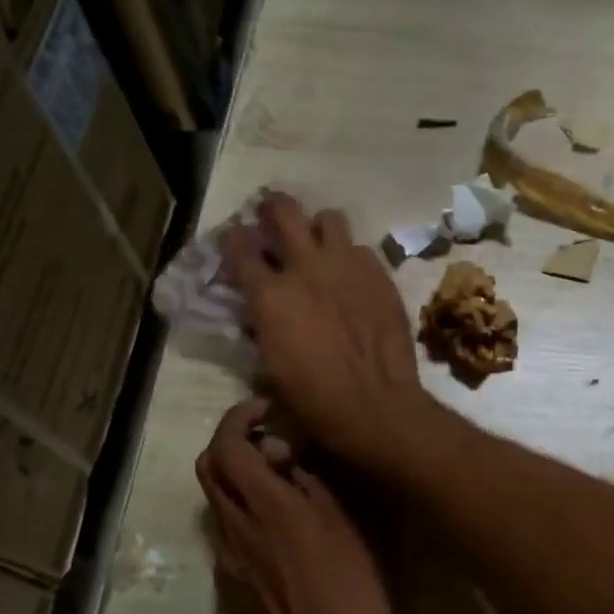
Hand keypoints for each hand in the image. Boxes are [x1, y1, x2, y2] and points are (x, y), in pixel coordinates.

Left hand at [196, 398, 393, 613]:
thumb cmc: (350, 588)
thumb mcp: (344, 524)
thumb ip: (309, 483)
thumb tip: (285, 458)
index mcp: (266, 508)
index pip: (226, 446)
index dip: (238, 417)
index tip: (266, 409)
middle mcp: (235, 527)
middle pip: (208, 468)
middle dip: (231, 441)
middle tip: (271, 440)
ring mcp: (229, 557)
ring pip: (216, 499)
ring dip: (237, 475)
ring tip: (281, 478)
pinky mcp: (233, 580)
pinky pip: (227, 529)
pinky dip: (244, 507)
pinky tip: (281, 522)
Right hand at [223, 193, 426, 467]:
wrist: (375, 405)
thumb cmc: (314, 400)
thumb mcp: (270, 366)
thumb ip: (263, 326)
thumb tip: (260, 313)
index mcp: (269, 295)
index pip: (238, 246)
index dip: (233, 239)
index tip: (235, 239)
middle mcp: (306, 268)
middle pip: (283, 210)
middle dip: (273, 208)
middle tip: (273, 218)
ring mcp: (347, 266)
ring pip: (329, 219)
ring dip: (319, 228)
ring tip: (320, 244)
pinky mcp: (380, 275)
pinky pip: (362, 249)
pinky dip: (353, 257)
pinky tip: (354, 275)